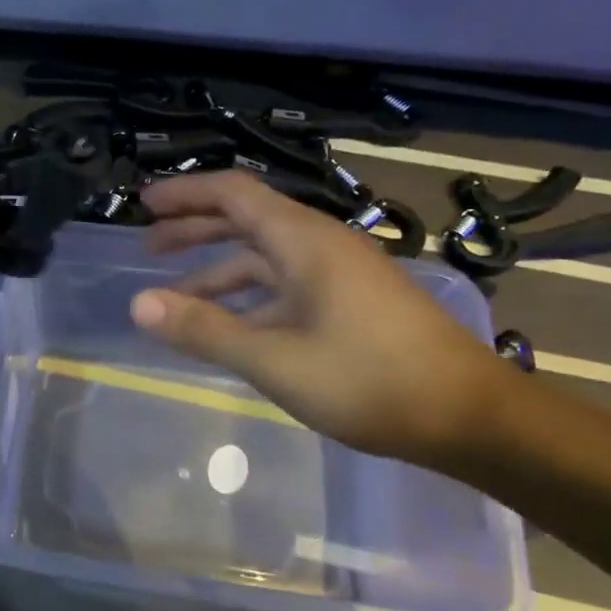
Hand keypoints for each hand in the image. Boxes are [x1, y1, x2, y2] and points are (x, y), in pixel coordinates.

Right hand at [128, 171, 506, 463]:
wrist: (470, 416)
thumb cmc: (369, 381)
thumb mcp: (275, 360)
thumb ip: (205, 329)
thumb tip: (139, 304)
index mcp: (304, 241)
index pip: (234, 193)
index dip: (185, 193)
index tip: (142, 204)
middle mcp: (321, 243)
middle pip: (246, 218)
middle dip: (194, 227)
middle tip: (148, 245)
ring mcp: (340, 272)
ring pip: (266, 256)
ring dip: (218, 268)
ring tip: (176, 293)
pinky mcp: (351, 300)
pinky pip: (286, 282)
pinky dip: (249, 295)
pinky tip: (231, 324)